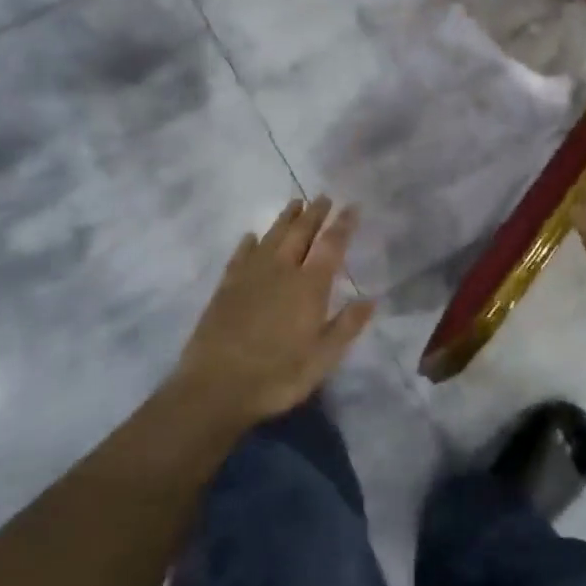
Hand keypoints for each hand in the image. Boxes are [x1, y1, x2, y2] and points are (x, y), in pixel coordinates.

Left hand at [170, 197, 373, 429]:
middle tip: (324, 197)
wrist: (215, 388)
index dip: (343, 224)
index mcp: (309, 286)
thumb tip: (371, 299)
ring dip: (285, 218)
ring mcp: (250, 276)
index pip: (331, 245)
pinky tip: (251, 236)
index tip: (353, 206)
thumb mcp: (323, 358)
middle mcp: (281, 271)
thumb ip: (347, 326)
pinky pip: (240, 255)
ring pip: (271, 237)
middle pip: (300, 233)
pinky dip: (249, 243)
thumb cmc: (277, 376)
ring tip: (295, 203)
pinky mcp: (226, 287)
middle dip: (315, 214)